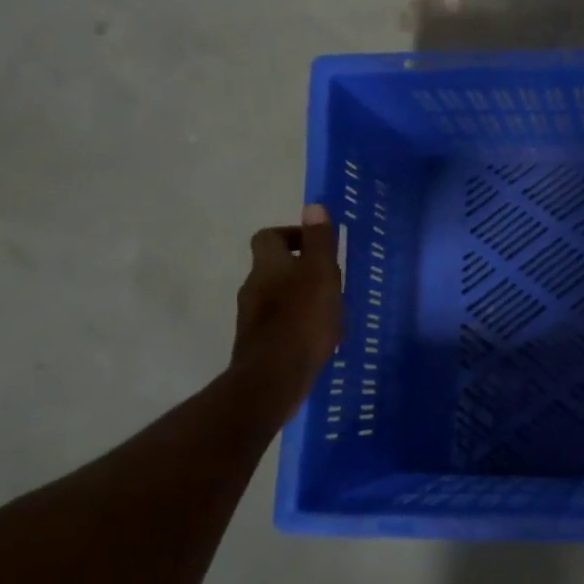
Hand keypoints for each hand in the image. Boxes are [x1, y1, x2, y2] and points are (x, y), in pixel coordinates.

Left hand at [231, 205, 343, 406]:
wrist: (273, 377)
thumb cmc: (303, 319)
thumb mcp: (321, 273)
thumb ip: (320, 241)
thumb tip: (313, 206)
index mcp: (268, 265)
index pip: (269, 236)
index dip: (292, 235)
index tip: (318, 246)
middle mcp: (253, 286)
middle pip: (273, 267)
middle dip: (300, 269)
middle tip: (331, 279)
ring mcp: (252, 318)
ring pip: (277, 296)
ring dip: (300, 297)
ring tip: (330, 310)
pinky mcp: (258, 344)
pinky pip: (279, 323)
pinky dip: (296, 323)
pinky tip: (318, 337)